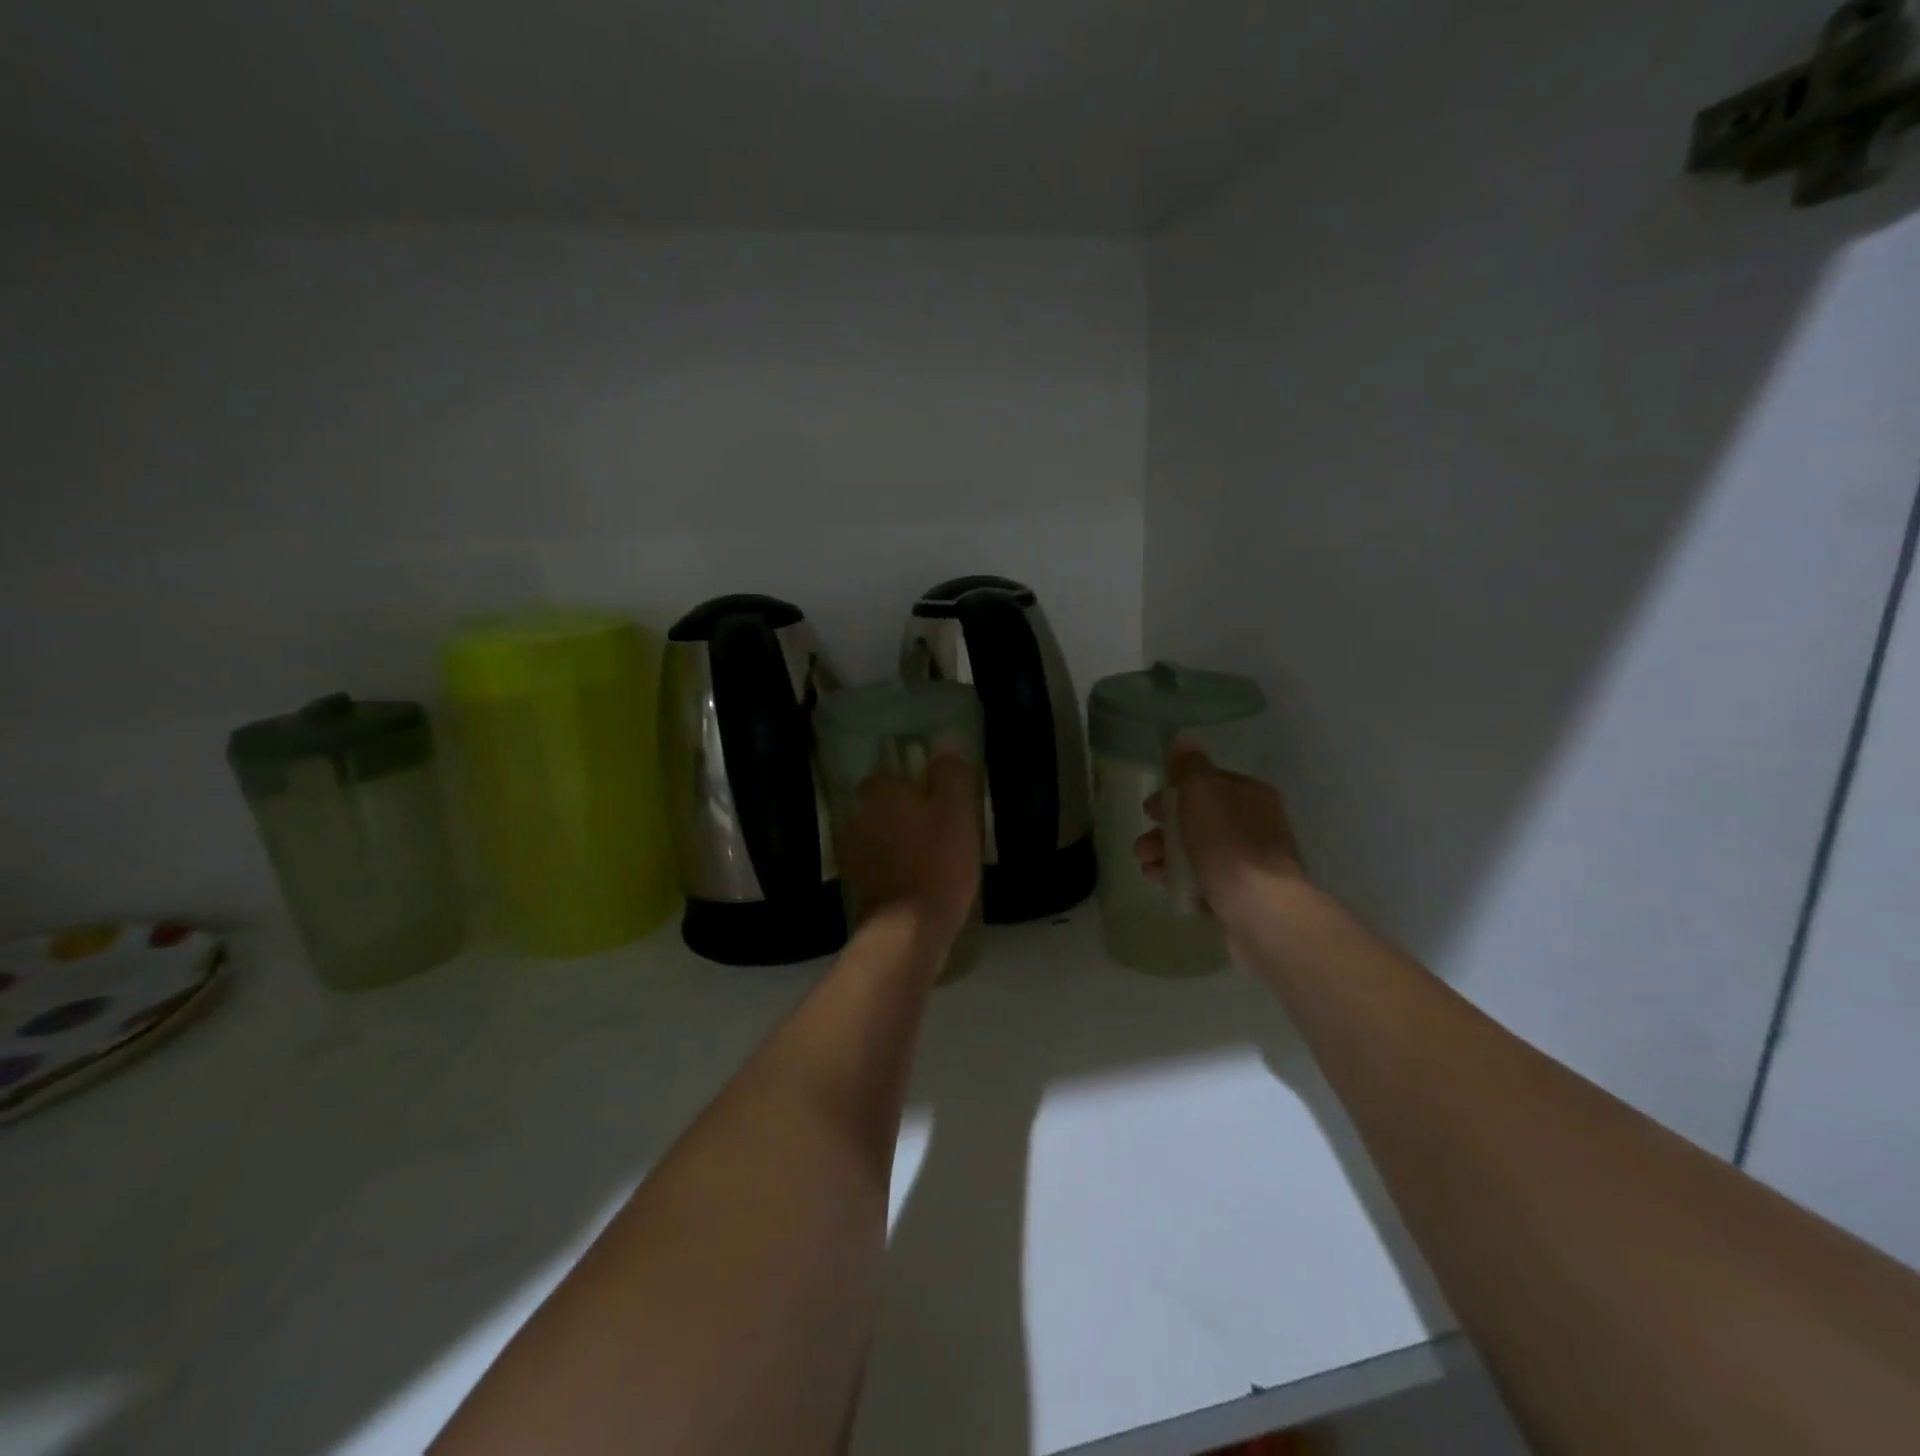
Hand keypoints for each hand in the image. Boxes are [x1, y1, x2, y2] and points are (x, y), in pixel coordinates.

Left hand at [838, 754, 980, 944]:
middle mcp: (858, 814)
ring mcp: (852, 851)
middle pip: (882, 805)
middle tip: (935, 829)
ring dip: (895, 842)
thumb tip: (944, 744)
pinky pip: (876, 864)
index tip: (935, 800)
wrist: (908, 928)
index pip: (891, 775)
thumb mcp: (958, 811)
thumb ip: (950, 774)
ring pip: (878, 835)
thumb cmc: (938, 861)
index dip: (913, 786)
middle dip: (902, 813)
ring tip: (927, 858)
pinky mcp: (855, 883)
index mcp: (881, 791)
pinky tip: (914, 881)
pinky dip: (891, 868)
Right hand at [1134, 743, 1305, 920]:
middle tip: (1142, 844)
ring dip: (1167, 857)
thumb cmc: (1228, 844)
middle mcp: (1257, 825)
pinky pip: (1207, 882)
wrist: (1261, 910)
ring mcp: (1253, 864)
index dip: (1175, 793)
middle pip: (1201, 820)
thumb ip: (1189, 767)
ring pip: (1200, 853)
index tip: (1149, 809)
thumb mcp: (1202, 793)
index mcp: (1251, 795)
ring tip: (1147, 869)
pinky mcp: (1246, 897)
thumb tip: (1183, 742)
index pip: (1209, 784)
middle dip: (1165, 830)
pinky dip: (1183, 881)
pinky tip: (1165, 886)